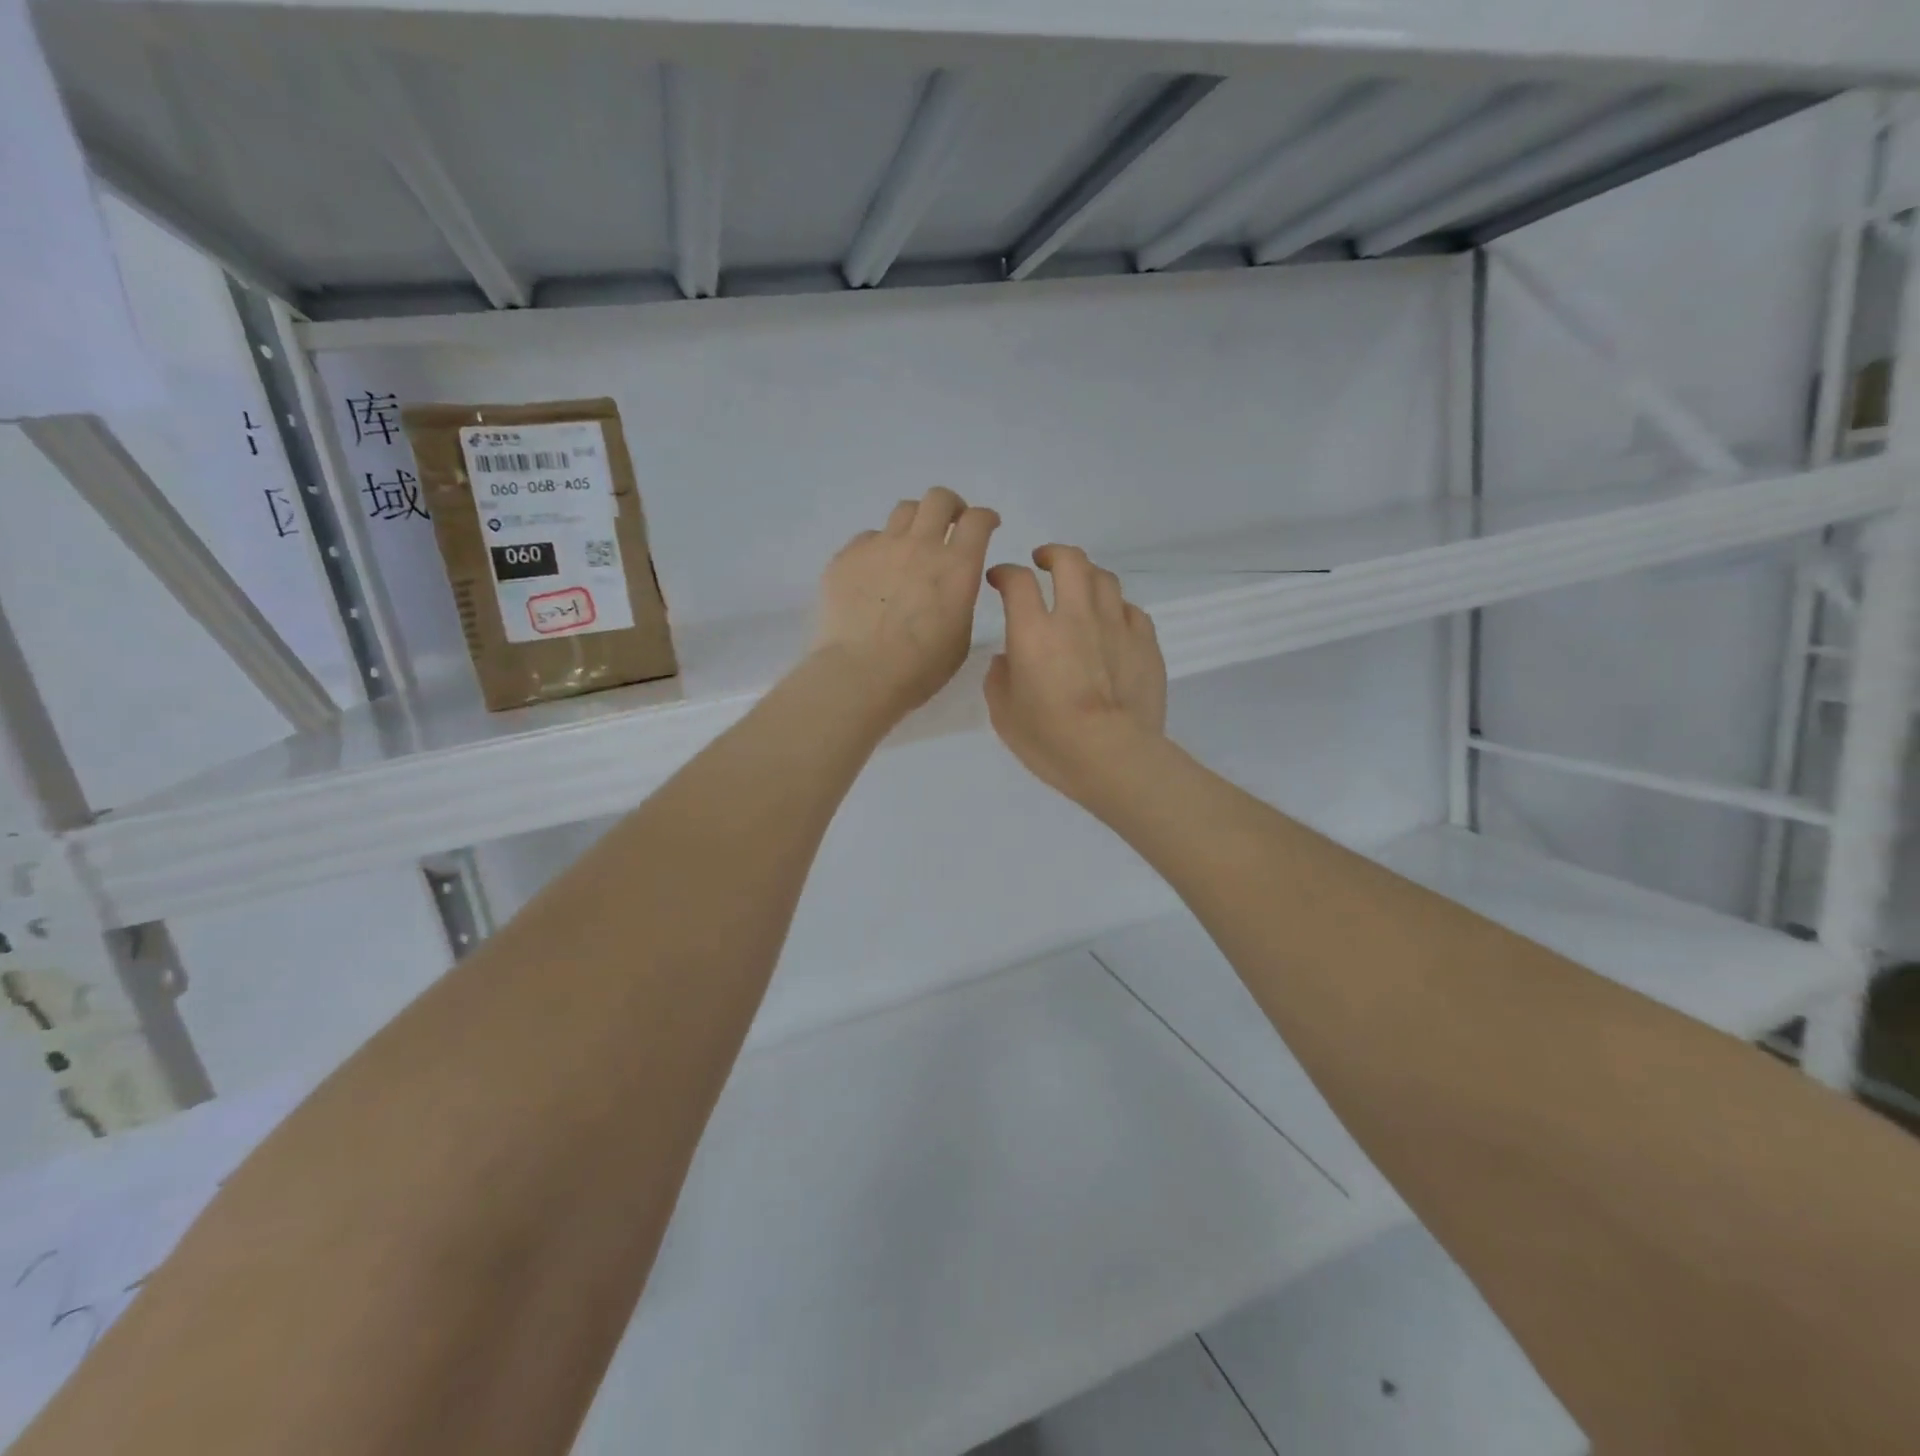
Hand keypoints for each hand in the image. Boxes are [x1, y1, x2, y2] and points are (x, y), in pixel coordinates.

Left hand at [814, 488, 1000, 720]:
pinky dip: (879, 548)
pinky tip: (876, 572)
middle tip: (951, 523)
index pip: (978, 520)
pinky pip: (868, 538)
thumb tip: (950, 585)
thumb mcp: (960, 637)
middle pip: (939, 499)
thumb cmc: (919, 668)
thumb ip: (960, 600)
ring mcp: (880, 546)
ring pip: (903, 511)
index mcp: (957, 566)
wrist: (859, 673)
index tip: (987, 524)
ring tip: (911, 544)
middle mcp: (920, 545)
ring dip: (915, 521)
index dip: (986, 517)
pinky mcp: (847, 556)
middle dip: (951, 506)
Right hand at [984, 544, 1167, 803]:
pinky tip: (1113, 622)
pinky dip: (1117, 609)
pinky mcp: (1146, 643)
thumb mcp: (1003, 713)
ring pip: (1104, 579)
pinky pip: (1132, 611)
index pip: (1017, 581)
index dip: (1005, 573)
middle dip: (1053, 554)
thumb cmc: (1049, 738)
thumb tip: (1008, 659)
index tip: (999, 579)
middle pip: (1069, 561)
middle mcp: (1076, 616)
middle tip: (1043, 562)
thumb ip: (999, 678)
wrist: (1112, 755)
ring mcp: (1116, 626)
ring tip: (1081, 587)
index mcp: (1034, 630)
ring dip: (1087, 575)